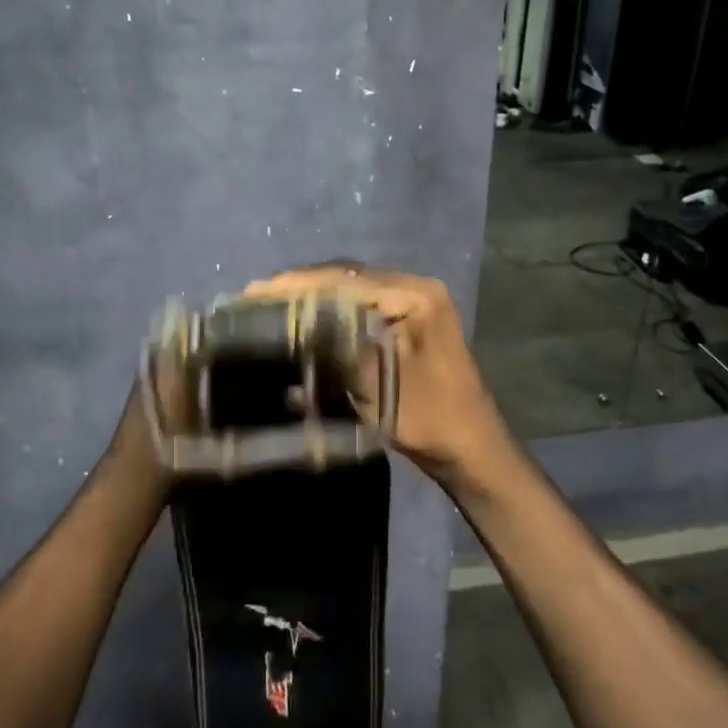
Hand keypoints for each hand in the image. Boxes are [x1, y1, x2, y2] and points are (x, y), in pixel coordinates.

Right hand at [243, 263, 515, 490]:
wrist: (473, 450)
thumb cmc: (432, 419)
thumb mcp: (380, 384)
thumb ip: (339, 348)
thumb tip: (293, 324)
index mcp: (415, 295)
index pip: (346, 279)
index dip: (296, 284)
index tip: (254, 291)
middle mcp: (416, 289)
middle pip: (348, 278)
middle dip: (302, 285)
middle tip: (256, 296)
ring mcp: (415, 305)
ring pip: (353, 291)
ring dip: (314, 297)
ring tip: (272, 304)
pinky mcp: (409, 324)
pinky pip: (364, 307)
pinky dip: (332, 311)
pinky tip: (306, 319)